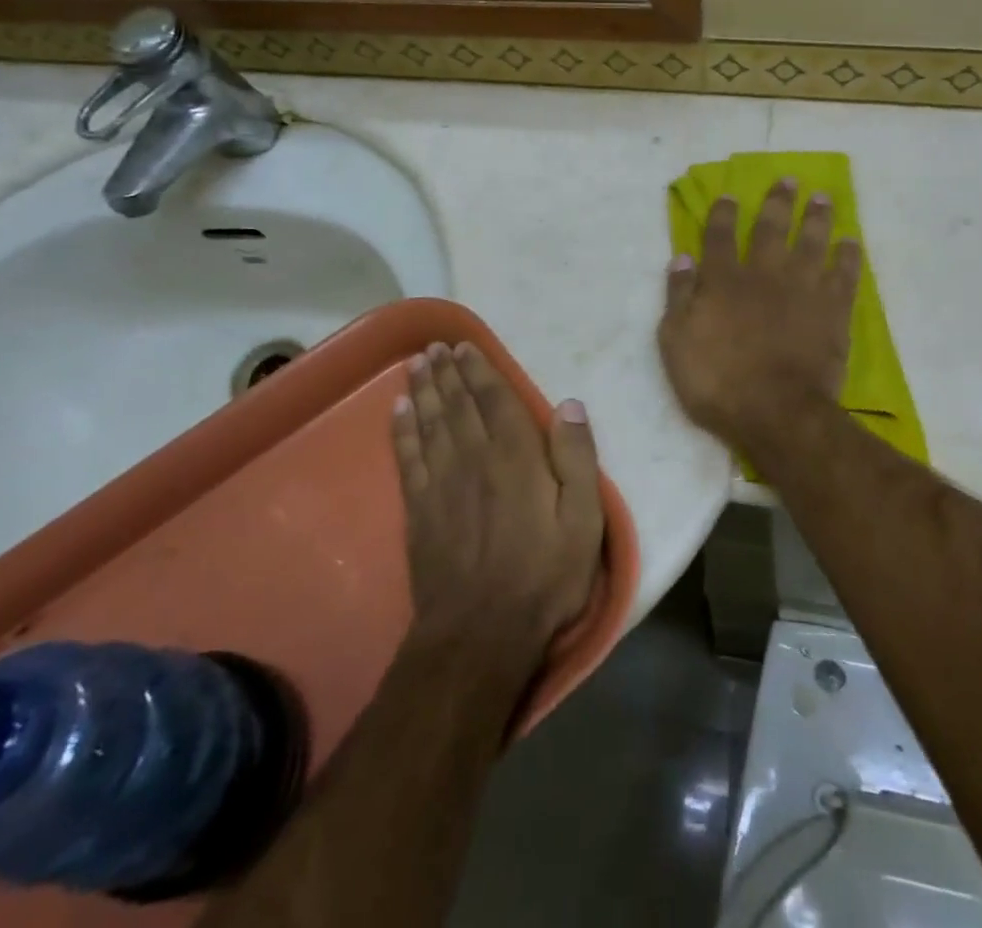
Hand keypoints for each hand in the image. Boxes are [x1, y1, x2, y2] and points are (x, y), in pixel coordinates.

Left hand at [390, 342, 604, 676]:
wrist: (480, 634)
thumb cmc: (544, 576)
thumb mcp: (583, 521)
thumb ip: (577, 459)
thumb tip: (569, 404)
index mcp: (516, 456)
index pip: (495, 400)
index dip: (480, 370)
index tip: (465, 346)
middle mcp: (474, 458)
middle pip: (457, 404)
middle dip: (447, 372)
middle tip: (436, 346)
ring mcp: (441, 483)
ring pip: (430, 423)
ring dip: (423, 390)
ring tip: (417, 364)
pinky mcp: (419, 510)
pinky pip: (407, 458)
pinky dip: (402, 430)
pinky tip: (397, 411)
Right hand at [657, 178, 861, 458]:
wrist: (776, 411)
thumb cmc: (717, 381)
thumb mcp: (676, 341)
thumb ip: (679, 296)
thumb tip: (681, 257)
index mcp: (724, 280)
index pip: (720, 236)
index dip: (723, 214)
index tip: (730, 195)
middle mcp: (764, 274)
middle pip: (772, 229)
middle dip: (778, 202)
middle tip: (790, 180)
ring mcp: (802, 290)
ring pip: (812, 243)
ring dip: (817, 218)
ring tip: (823, 198)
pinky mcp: (832, 311)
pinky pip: (844, 275)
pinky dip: (847, 257)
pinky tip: (851, 243)